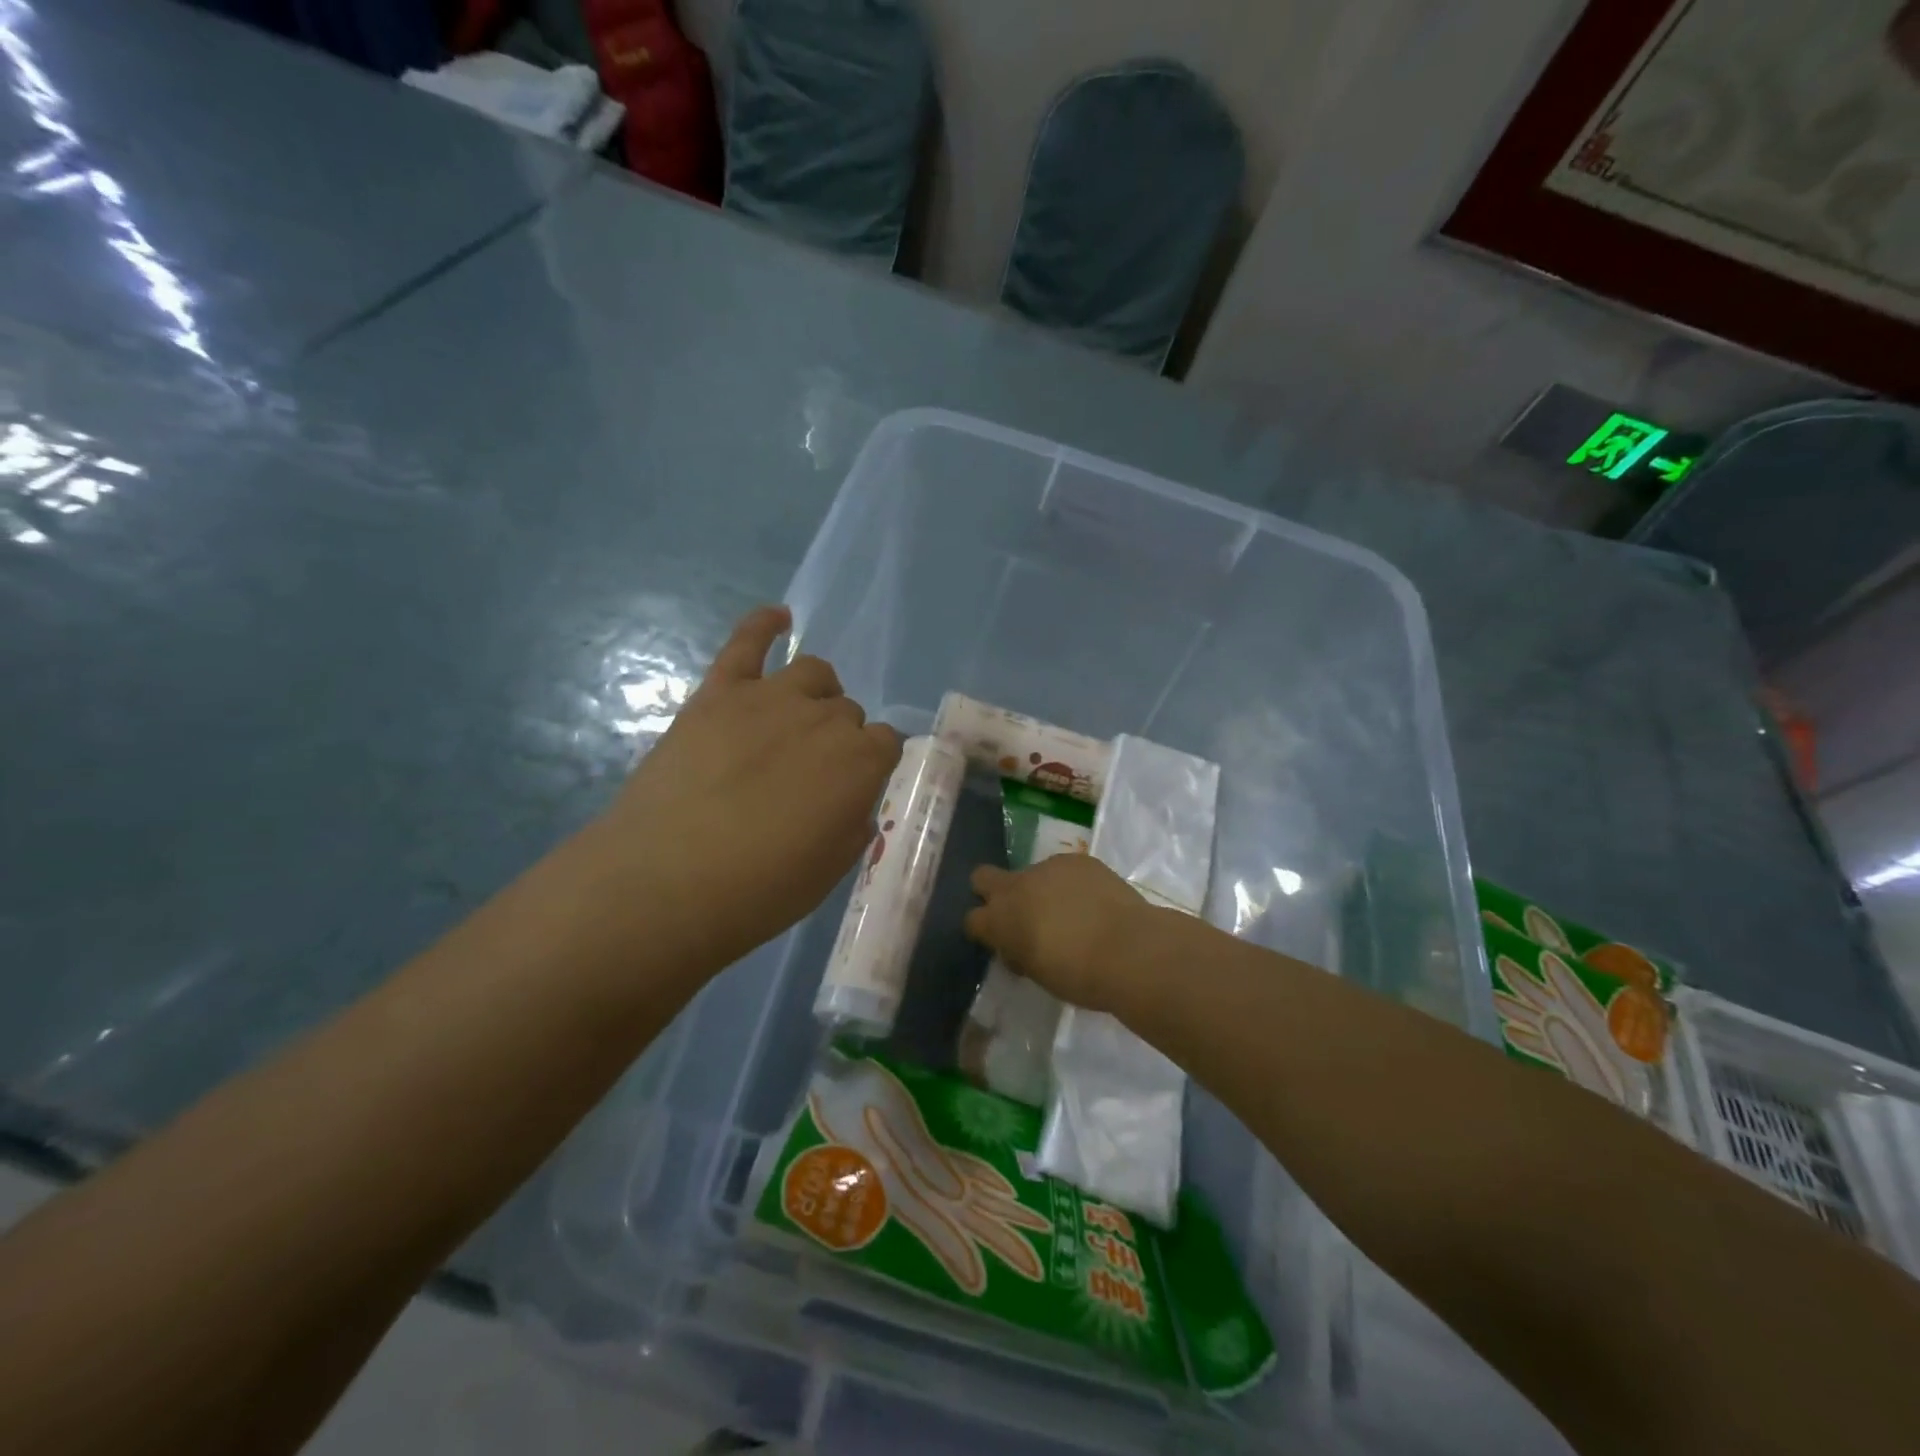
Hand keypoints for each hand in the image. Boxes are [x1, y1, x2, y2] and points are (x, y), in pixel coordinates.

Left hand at [588, 605, 902, 976]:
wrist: (666, 880)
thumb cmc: (758, 890)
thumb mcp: (830, 871)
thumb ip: (852, 825)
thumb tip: (851, 802)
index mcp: (861, 762)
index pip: (887, 743)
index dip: (871, 764)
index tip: (853, 787)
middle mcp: (825, 718)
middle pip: (848, 711)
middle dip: (839, 738)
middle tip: (810, 775)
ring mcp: (770, 698)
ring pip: (814, 672)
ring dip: (816, 693)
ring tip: (798, 718)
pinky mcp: (719, 692)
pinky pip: (747, 642)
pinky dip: (764, 624)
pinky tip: (778, 618)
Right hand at [964, 856, 1154, 1014]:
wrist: (1129, 949)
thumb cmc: (1079, 976)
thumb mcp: (1038, 974)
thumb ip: (1020, 954)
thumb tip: (1019, 948)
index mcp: (1000, 920)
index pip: (972, 919)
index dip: (986, 930)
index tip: (1004, 943)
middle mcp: (1016, 886)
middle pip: (982, 877)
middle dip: (992, 891)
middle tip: (1019, 914)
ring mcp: (1047, 867)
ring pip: (1031, 873)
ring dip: (1040, 890)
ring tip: (1072, 913)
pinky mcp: (1077, 859)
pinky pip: (1064, 870)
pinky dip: (1071, 884)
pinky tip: (1094, 903)